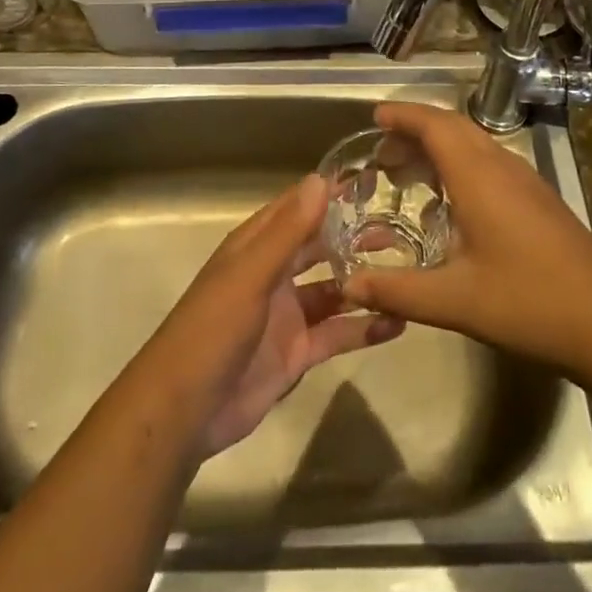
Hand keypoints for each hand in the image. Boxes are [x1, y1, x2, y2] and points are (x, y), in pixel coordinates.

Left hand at [137, 174, 401, 458]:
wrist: (184, 411)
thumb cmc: (212, 330)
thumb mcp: (250, 275)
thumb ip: (287, 231)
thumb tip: (320, 179)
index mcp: (254, 248)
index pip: (296, 209)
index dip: (329, 194)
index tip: (372, 181)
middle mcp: (272, 275)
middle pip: (319, 247)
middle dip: (354, 236)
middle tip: (400, 228)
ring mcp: (286, 315)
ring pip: (332, 290)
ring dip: (363, 281)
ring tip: (407, 272)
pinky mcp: (297, 353)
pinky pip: (336, 334)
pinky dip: (364, 328)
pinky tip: (397, 323)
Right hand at [339, 103, 591, 373]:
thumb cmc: (528, 304)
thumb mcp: (455, 301)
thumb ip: (397, 290)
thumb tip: (347, 285)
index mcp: (479, 177)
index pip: (435, 125)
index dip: (403, 116)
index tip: (374, 117)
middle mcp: (502, 167)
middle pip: (454, 127)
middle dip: (415, 130)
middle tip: (382, 152)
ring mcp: (526, 181)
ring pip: (474, 143)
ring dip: (439, 146)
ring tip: (408, 173)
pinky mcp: (539, 199)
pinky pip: (490, 162)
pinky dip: (460, 164)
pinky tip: (451, 202)